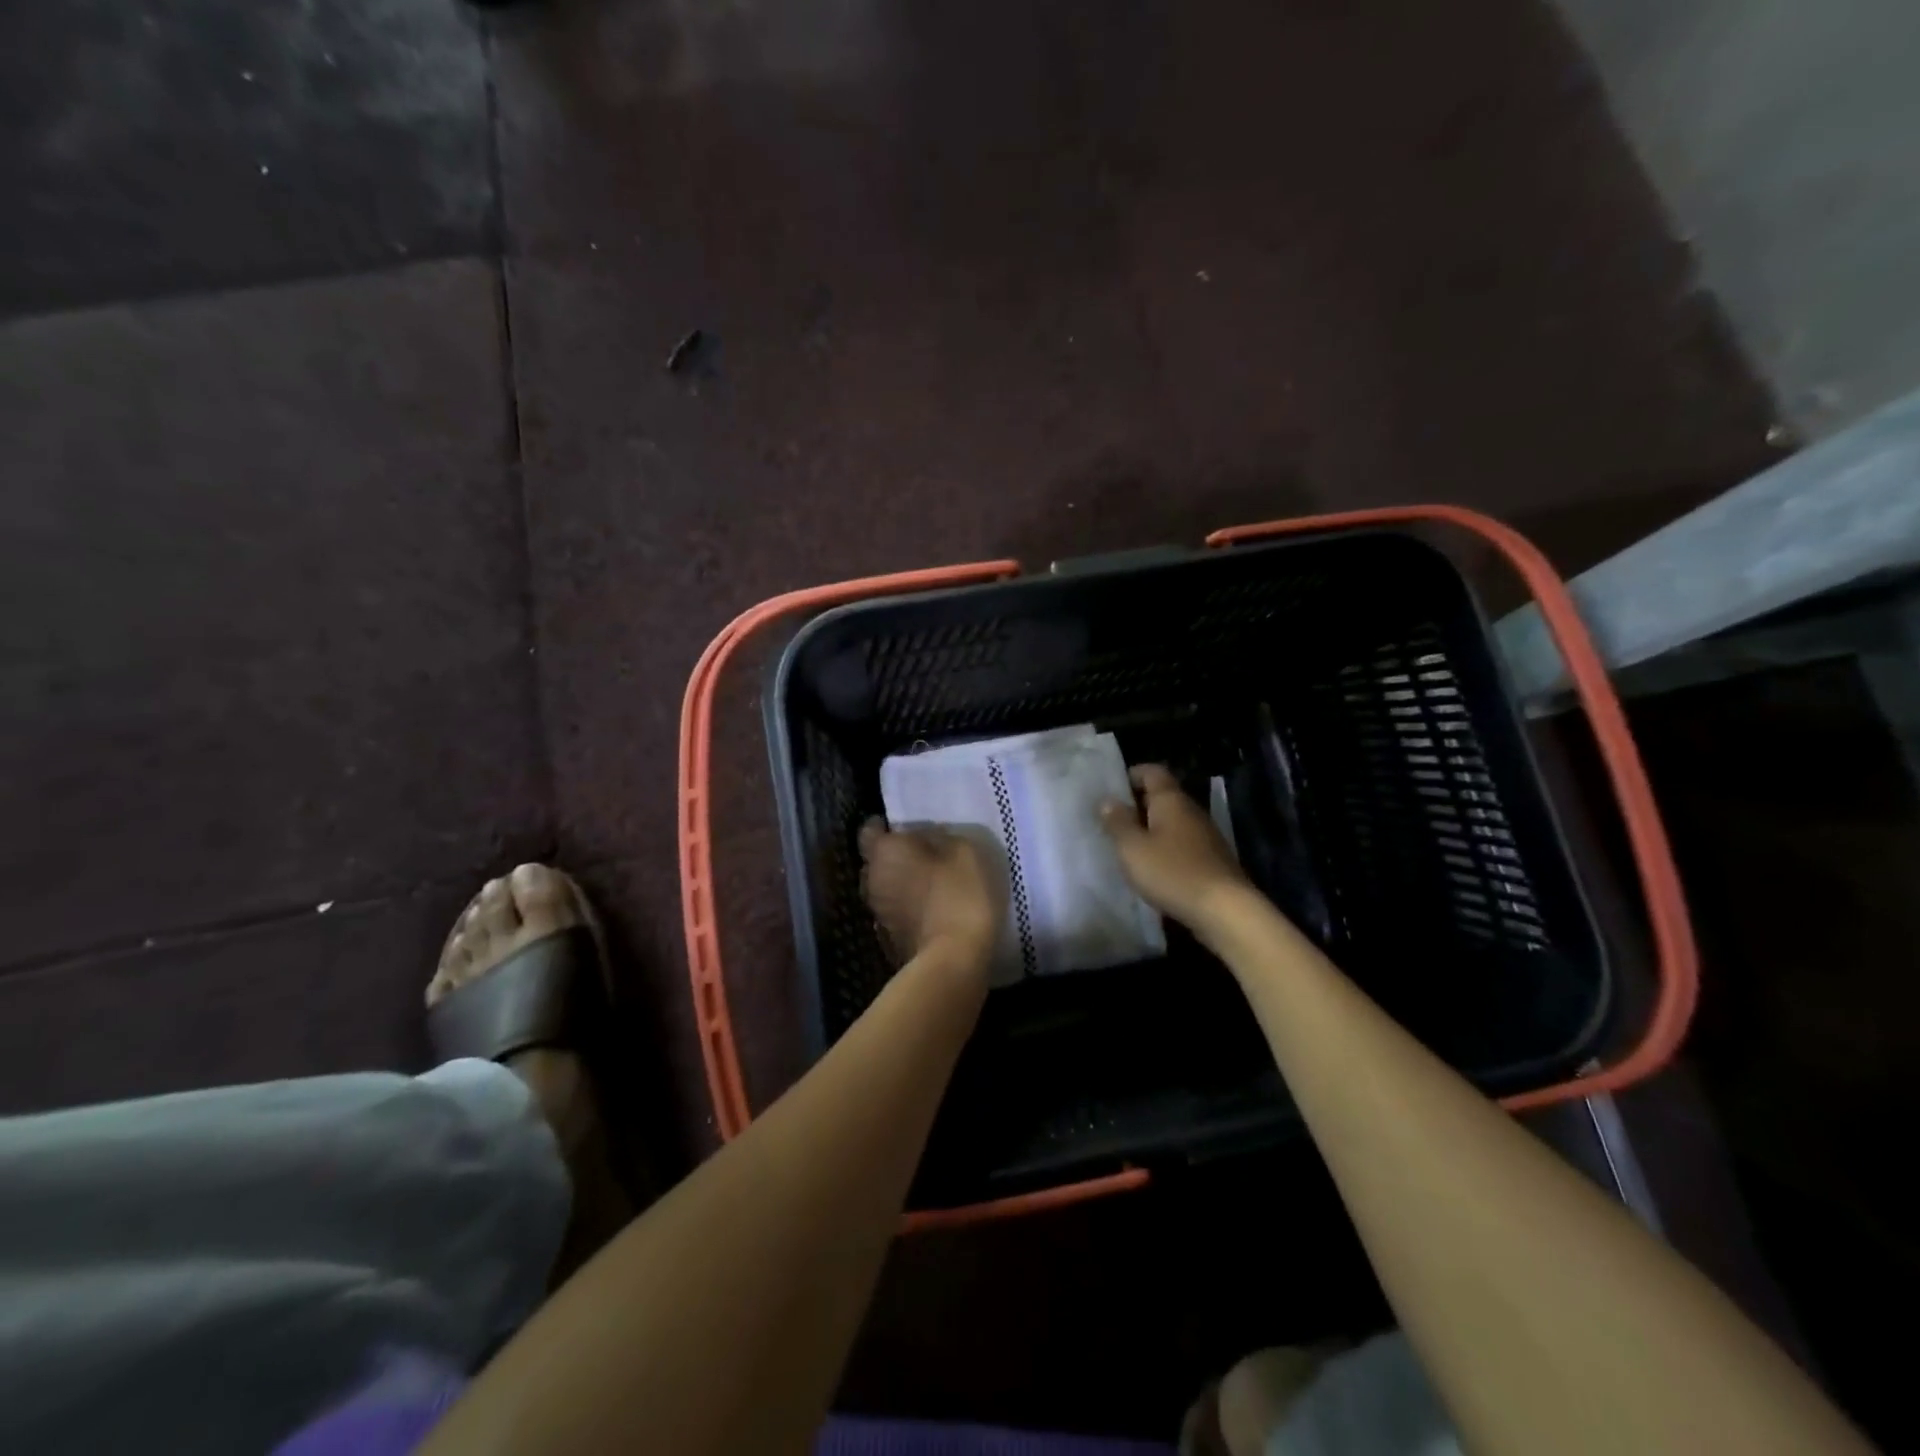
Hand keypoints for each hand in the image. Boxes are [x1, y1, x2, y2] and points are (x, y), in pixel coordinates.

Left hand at [860, 819, 1005, 977]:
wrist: (952, 960)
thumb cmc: (958, 894)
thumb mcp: (963, 851)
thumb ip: (939, 837)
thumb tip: (926, 836)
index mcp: (884, 852)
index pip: (869, 830)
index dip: (883, 826)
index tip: (903, 827)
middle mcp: (871, 879)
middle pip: (875, 861)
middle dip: (893, 856)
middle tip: (922, 854)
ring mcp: (876, 913)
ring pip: (884, 888)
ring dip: (900, 883)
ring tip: (928, 883)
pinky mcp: (887, 940)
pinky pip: (894, 912)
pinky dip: (906, 908)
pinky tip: (929, 910)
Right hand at [1100, 763, 1251, 930]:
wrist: (1225, 910)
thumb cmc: (1172, 872)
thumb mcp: (1133, 848)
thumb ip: (1118, 822)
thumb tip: (1107, 800)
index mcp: (1171, 800)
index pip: (1152, 771)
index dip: (1131, 775)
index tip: (1111, 791)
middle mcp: (1191, 810)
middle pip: (1163, 796)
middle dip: (1137, 805)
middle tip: (1112, 821)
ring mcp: (1205, 835)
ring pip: (1173, 821)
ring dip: (1151, 829)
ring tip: (1128, 846)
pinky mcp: (1212, 859)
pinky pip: (1182, 843)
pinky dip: (1165, 848)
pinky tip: (1153, 868)